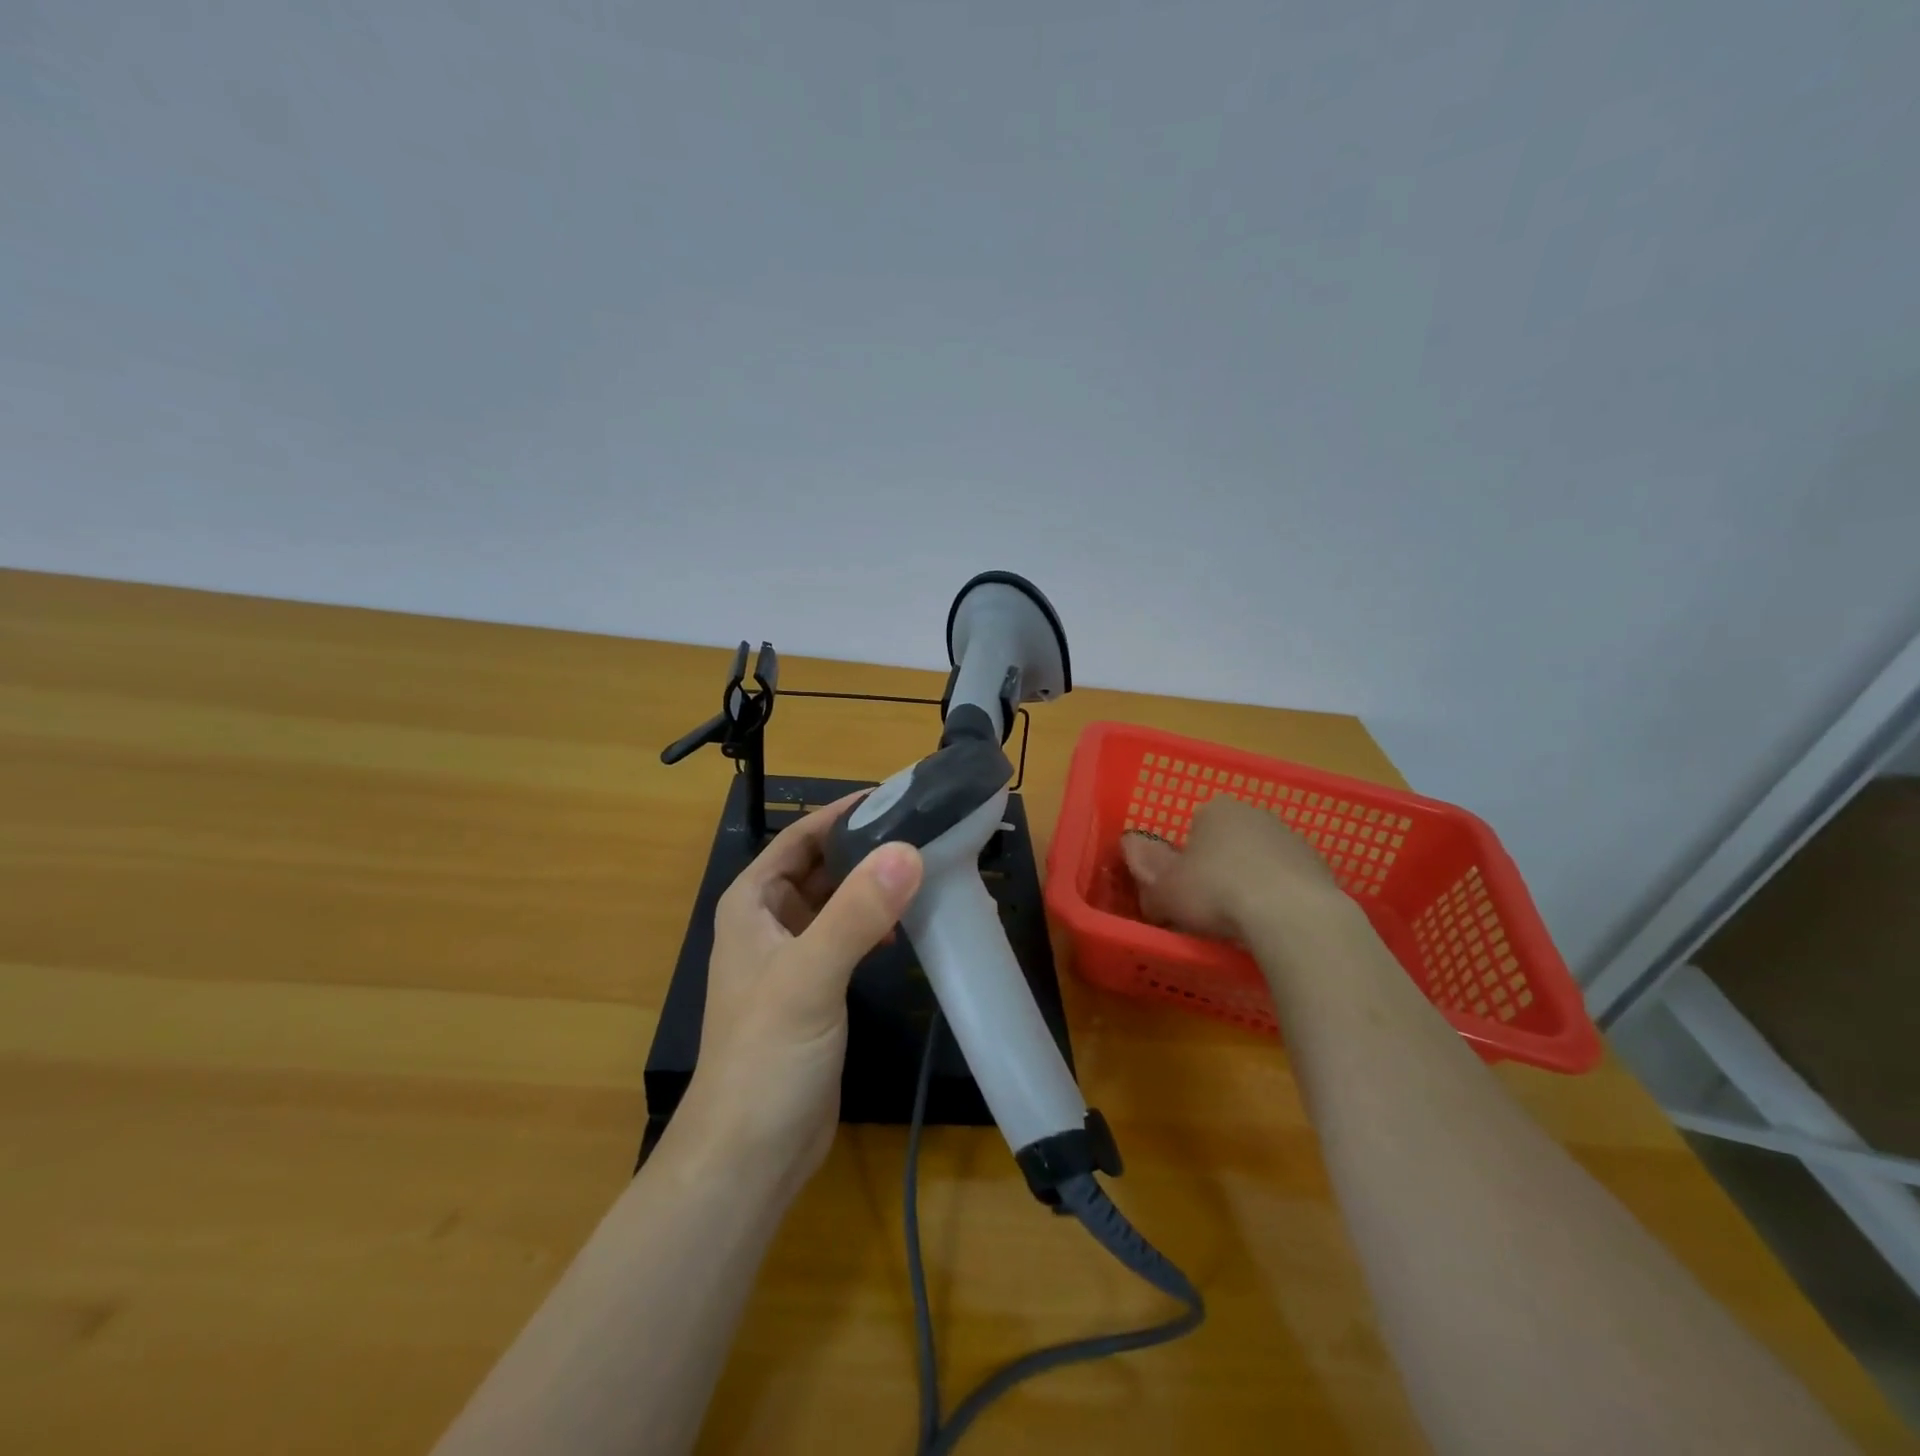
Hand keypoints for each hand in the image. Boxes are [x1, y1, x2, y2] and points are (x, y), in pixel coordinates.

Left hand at [675, 795, 922, 1199]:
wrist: (750, 1155)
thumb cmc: (767, 1056)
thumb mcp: (810, 977)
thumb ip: (856, 913)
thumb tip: (908, 850)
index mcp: (752, 904)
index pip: (799, 838)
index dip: (842, 814)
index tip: (895, 796)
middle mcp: (768, 923)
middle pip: (820, 866)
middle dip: (864, 847)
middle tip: (922, 829)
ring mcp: (792, 959)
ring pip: (836, 903)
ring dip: (871, 885)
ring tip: (924, 869)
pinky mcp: (815, 992)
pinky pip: (847, 938)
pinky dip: (874, 924)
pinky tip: (906, 926)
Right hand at [1121, 794, 1346, 939]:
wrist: (1292, 916)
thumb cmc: (1216, 893)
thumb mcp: (1164, 891)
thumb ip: (1146, 872)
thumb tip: (1132, 851)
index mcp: (1215, 810)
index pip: (1194, 826)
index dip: (1186, 858)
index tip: (1183, 887)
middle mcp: (1255, 814)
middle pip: (1229, 840)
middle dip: (1220, 866)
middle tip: (1209, 905)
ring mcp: (1292, 839)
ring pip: (1261, 860)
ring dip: (1252, 881)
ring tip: (1243, 922)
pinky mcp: (1320, 867)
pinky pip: (1289, 882)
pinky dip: (1280, 898)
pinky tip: (1274, 925)